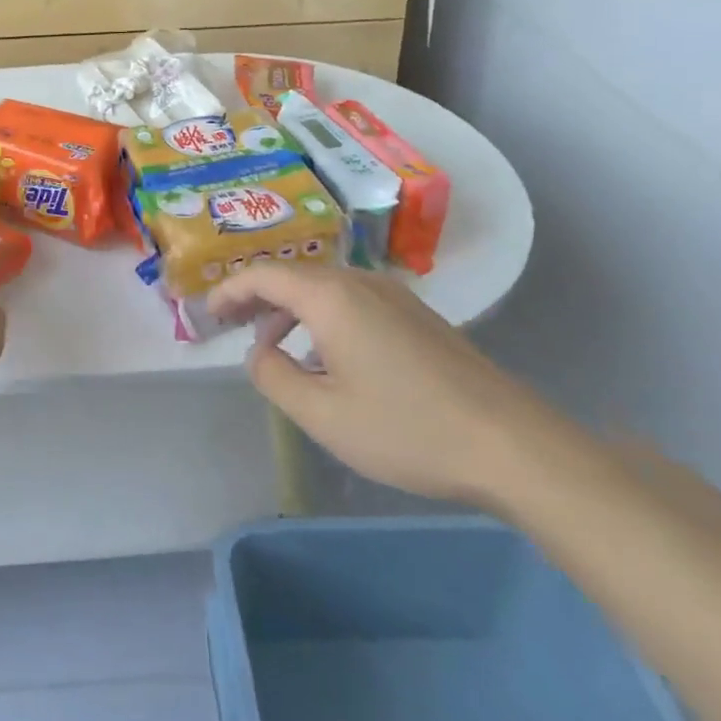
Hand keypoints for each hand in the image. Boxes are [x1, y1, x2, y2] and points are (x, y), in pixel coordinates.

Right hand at [208, 263, 559, 503]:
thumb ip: (273, 376)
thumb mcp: (322, 414)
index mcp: (330, 297)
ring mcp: (394, 296)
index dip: (229, 292)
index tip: (208, 316)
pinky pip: (353, 302)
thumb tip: (259, 352)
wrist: (512, 446)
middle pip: (293, 276)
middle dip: (256, 298)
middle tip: (230, 327)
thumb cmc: (406, 428)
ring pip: (324, 289)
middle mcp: (360, 282)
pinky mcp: (418, 316)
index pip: (263, 275)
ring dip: (289, 310)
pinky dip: (322, 318)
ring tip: (273, 346)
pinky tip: (327, 357)